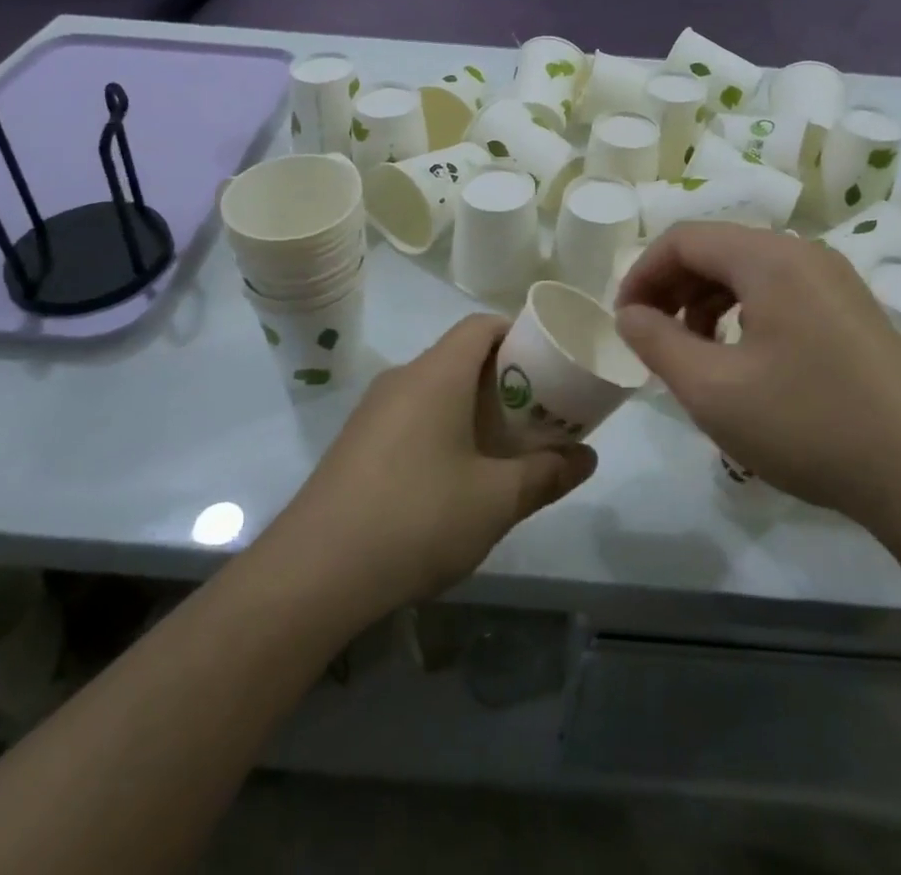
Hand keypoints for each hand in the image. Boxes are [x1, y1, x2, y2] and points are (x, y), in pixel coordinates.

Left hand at [265, 315, 595, 620]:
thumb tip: (588, 459)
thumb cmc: (417, 518)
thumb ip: (546, 474)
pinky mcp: (355, 444)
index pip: (481, 326)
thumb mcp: (496, 501)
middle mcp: (402, 379)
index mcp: (437, 374)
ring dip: (471, 408)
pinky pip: (410, 417)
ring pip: (434, 390)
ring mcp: (372, 412)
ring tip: (502, 450)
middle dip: (502, 379)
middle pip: (460, 357)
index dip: (518, 335)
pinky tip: (453, 480)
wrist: (312, 574)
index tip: (547, 366)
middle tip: (536, 415)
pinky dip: (441, 429)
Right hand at [615, 224, 900, 516]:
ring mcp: (834, 280)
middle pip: (717, 249)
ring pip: (748, 271)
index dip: (642, 274)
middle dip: (672, 288)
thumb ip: (658, 343)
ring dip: (706, 301)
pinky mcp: (850, 309)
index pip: (684, 239)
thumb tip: (630, 314)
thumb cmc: (807, 424)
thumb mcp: (712, 389)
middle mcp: (803, 253)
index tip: (624, 321)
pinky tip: (740, 358)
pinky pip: (779, 291)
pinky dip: (743, 313)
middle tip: (651, 337)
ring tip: (692, 352)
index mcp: (769, 259)